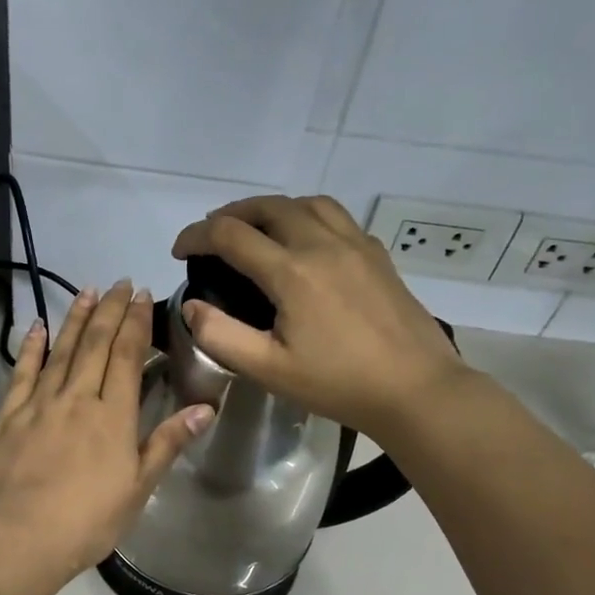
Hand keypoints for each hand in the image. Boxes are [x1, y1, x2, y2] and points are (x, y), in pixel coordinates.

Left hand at [0, 282, 213, 581]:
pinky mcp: (8, 417)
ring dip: (75, 318)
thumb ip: (167, 443)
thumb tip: (205, 408)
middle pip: (95, 344)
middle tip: (119, 283)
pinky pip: (22, 373)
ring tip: (85, 290)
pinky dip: (31, 347)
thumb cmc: (87, 521)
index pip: (126, 356)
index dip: (135, 323)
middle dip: (109, 310)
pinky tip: (37, 327)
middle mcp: (76, 398)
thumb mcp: (138, 488)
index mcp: (112, 416)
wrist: (19, 537)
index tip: (141, 296)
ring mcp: (39, 404)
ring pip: (61, 351)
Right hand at [171, 195, 466, 436]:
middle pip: (268, 207)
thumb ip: (220, 335)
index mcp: (292, 272)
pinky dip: (307, 217)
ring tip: (255, 230)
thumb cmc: (338, 384)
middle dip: (231, 214)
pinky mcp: (377, 255)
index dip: (196, 236)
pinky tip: (304, 244)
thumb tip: (192, 306)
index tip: (179, 251)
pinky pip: (336, 217)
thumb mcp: (268, 369)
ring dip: (271, 209)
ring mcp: (356, 245)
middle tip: (211, 236)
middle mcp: (323, 244)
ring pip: (306, 204)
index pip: (230, 235)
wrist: (415, 390)